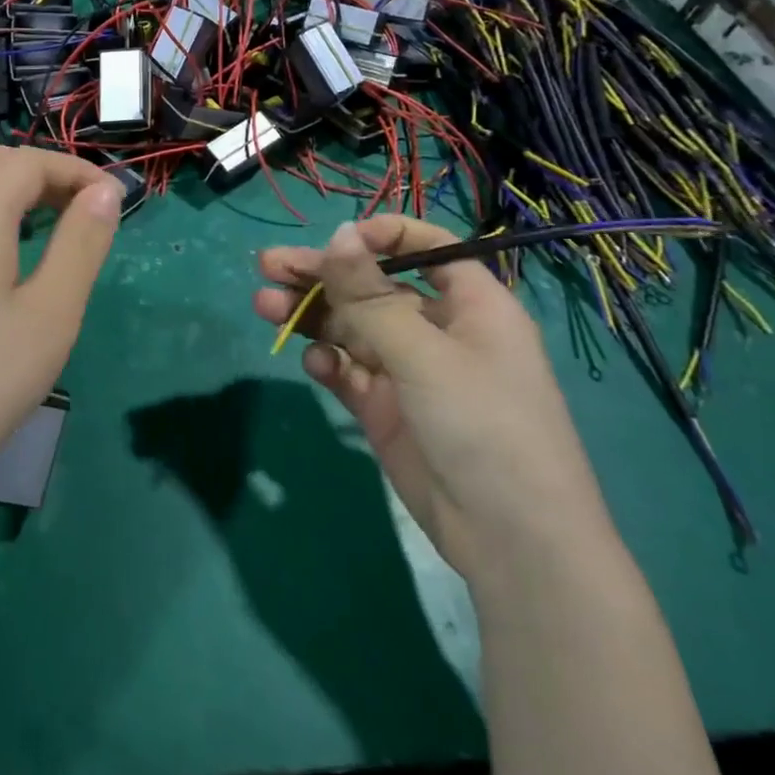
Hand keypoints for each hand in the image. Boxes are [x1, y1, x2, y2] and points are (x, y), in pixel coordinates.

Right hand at [254, 216, 611, 580]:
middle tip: (267, 266)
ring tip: (264, 306)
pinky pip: (348, 370)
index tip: (334, 243)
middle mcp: (436, 329)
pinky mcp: (384, 407)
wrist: (510, 541)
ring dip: (310, 315)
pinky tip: (314, 364)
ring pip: (350, 327)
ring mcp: (408, 370)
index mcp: (469, 304)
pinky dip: (327, 361)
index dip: (379, 238)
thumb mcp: (425, 354)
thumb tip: (338, 233)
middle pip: (371, 287)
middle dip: (321, 275)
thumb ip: (371, 297)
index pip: (424, 248)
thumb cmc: (484, 425)